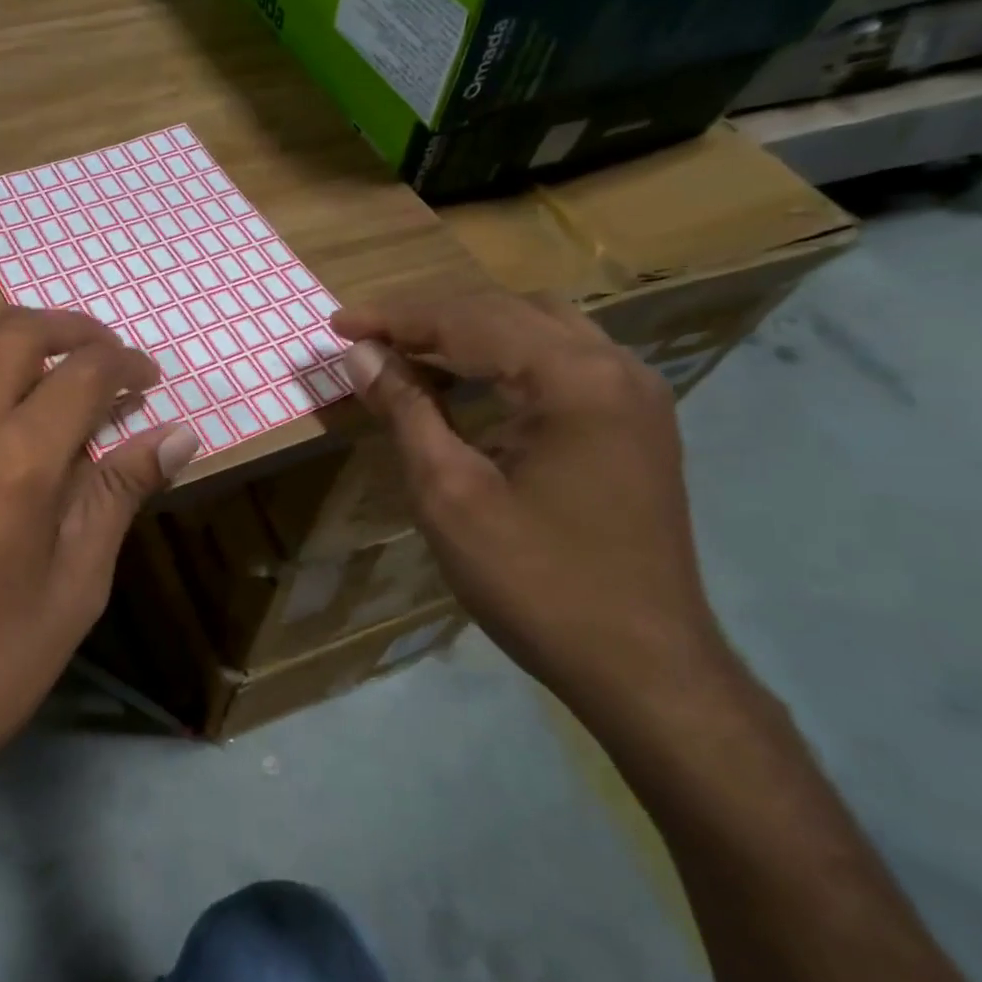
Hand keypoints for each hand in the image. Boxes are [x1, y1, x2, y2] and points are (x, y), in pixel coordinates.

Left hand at [0, 307, 199, 838]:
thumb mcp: (74, 588)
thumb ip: (119, 497)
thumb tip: (179, 436)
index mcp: (19, 456)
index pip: (85, 373)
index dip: (125, 365)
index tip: (146, 378)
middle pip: (16, 333)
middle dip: (70, 329)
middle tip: (100, 351)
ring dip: (0, 328)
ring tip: (32, 349)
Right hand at [331, 293, 725, 720]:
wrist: (643, 668)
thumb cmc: (536, 584)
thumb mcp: (450, 495)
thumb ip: (406, 411)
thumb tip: (362, 356)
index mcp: (574, 379)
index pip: (469, 321)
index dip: (395, 319)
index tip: (337, 324)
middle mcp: (615, 367)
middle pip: (506, 312)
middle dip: (429, 319)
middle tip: (366, 337)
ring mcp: (635, 393)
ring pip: (538, 329)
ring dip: (469, 332)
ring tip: (407, 351)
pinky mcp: (637, 422)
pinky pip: (562, 360)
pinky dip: (506, 357)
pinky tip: (470, 381)